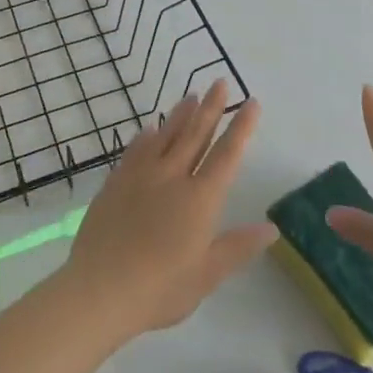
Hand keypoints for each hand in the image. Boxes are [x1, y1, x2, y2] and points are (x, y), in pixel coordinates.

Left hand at [61, 80, 276, 339]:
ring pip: (166, 136)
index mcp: (200, 199)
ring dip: (181, 114)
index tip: (252, 103)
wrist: (100, 289)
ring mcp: (141, 176)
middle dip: (212, 108)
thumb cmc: (160, 289)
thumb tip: (273, 228)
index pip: (227, 155)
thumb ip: (238, 247)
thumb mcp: (207, 275)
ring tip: (191, 95)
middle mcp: (173, 178)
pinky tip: (151, 128)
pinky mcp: (116, 182)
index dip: (241, 128)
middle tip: (220, 82)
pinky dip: (147, 136)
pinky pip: (136, 150)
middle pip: (196, 135)